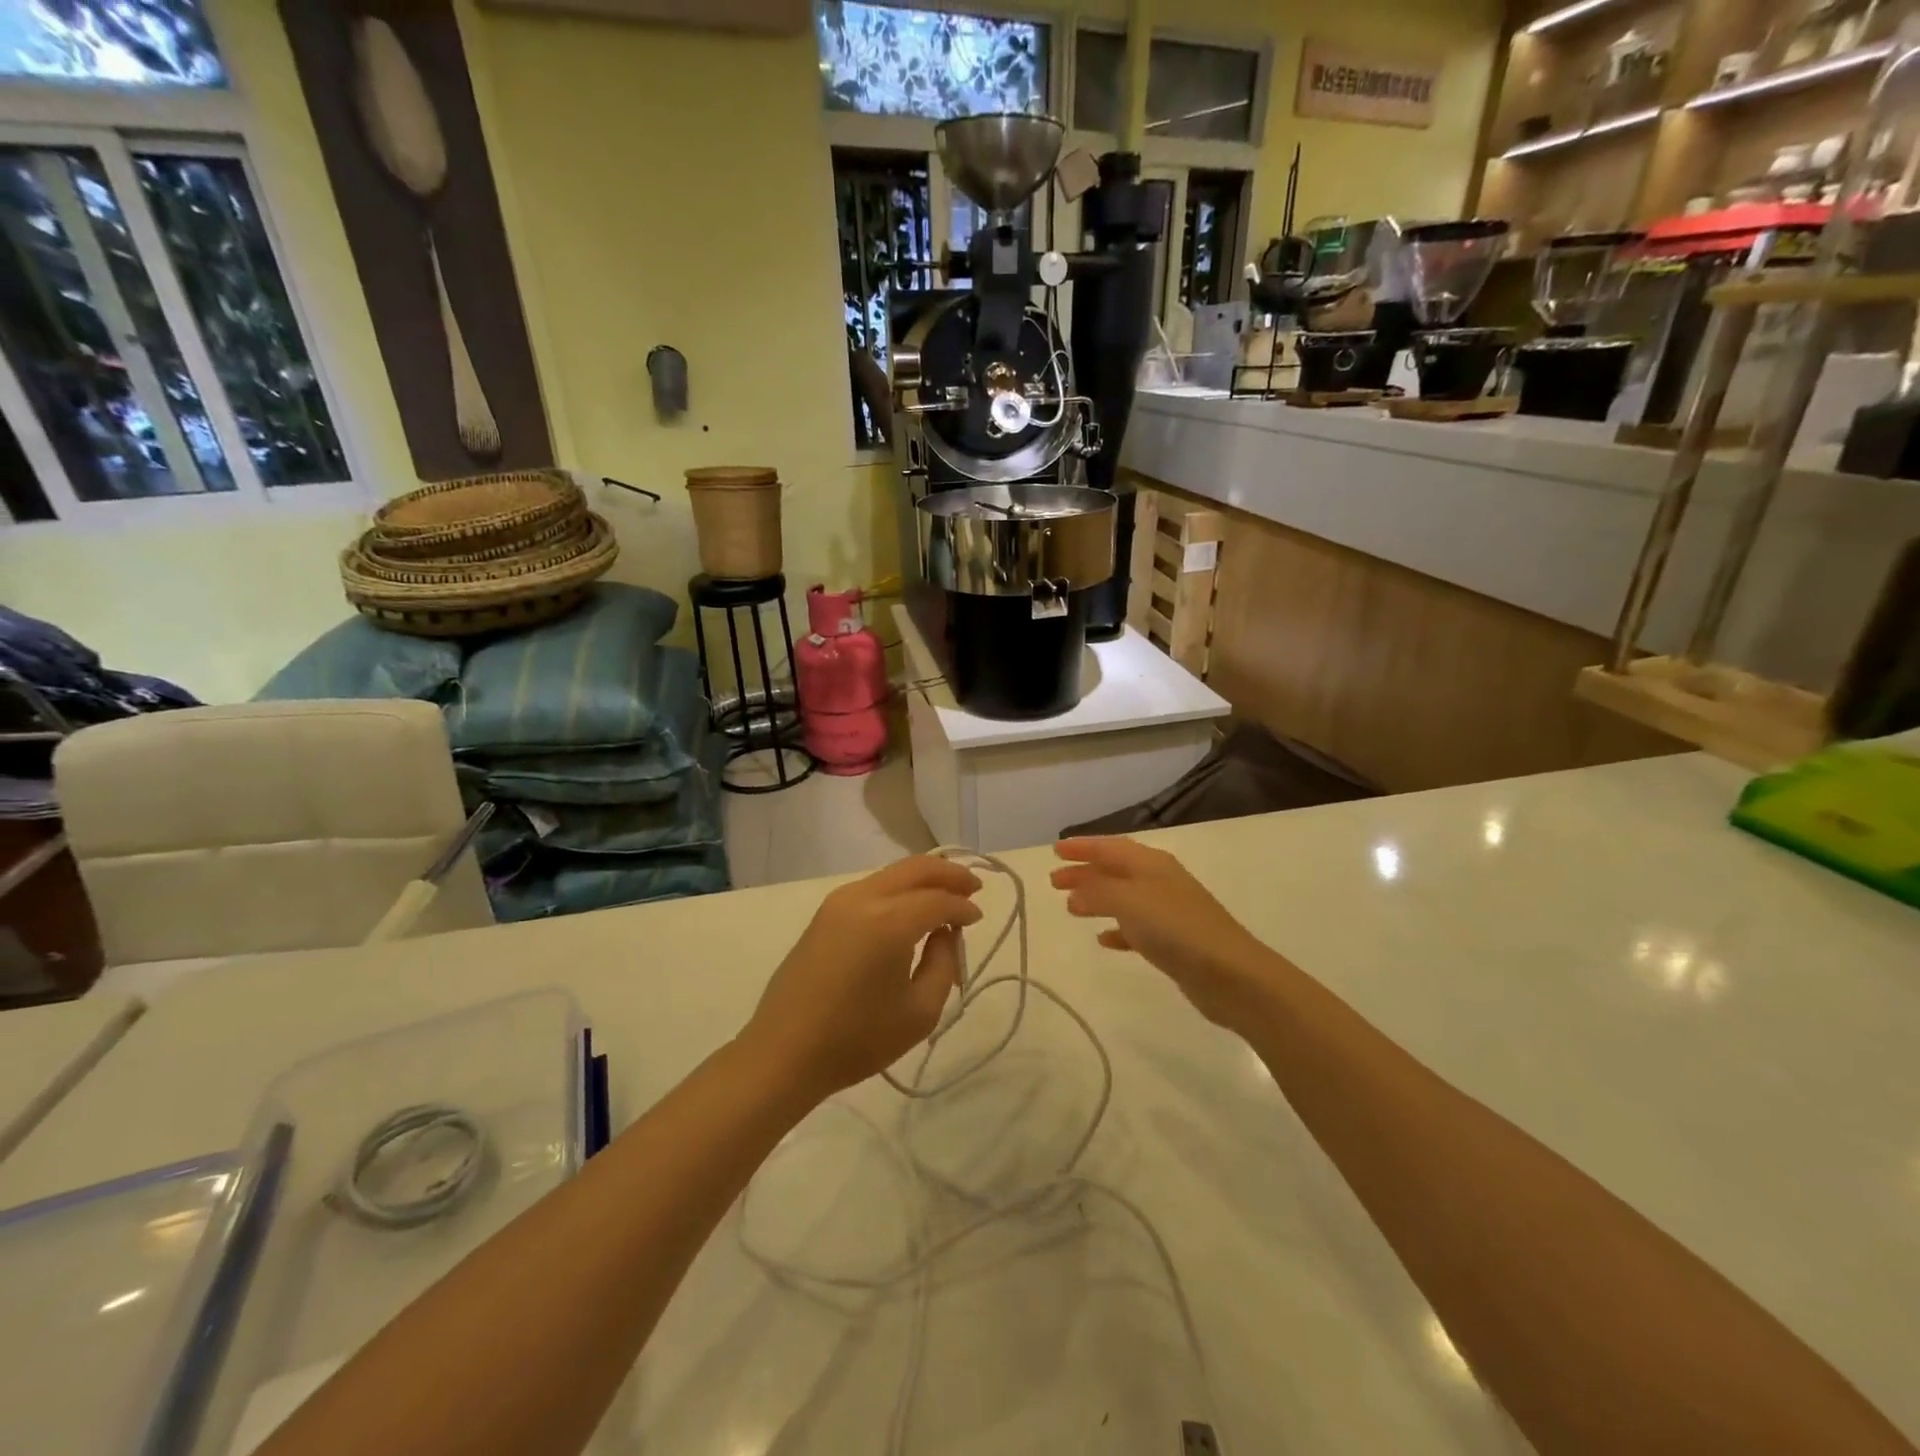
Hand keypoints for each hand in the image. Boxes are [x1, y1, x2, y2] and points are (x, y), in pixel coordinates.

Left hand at [742, 855, 982, 1100]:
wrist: (784, 1052)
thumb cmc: (857, 1039)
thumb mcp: (920, 1011)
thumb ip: (944, 963)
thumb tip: (946, 932)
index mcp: (889, 921)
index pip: (938, 900)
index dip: (963, 906)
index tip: (978, 918)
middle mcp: (864, 898)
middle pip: (915, 869)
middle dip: (948, 874)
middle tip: (972, 887)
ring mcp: (839, 901)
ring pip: (892, 873)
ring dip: (922, 878)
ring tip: (946, 894)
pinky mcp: (824, 913)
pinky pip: (873, 886)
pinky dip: (899, 889)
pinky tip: (909, 908)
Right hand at [1051, 837, 1276, 1030]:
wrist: (1231, 974)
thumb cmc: (1177, 928)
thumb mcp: (1129, 902)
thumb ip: (1098, 892)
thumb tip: (1075, 892)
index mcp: (1151, 864)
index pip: (1110, 847)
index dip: (1083, 847)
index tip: (1055, 850)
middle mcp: (1160, 882)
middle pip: (1115, 871)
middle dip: (1085, 872)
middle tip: (1054, 881)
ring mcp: (1168, 912)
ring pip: (1123, 898)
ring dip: (1097, 899)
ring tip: (1070, 907)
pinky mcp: (1173, 943)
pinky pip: (1136, 928)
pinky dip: (1117, 929)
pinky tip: (1103, 939)